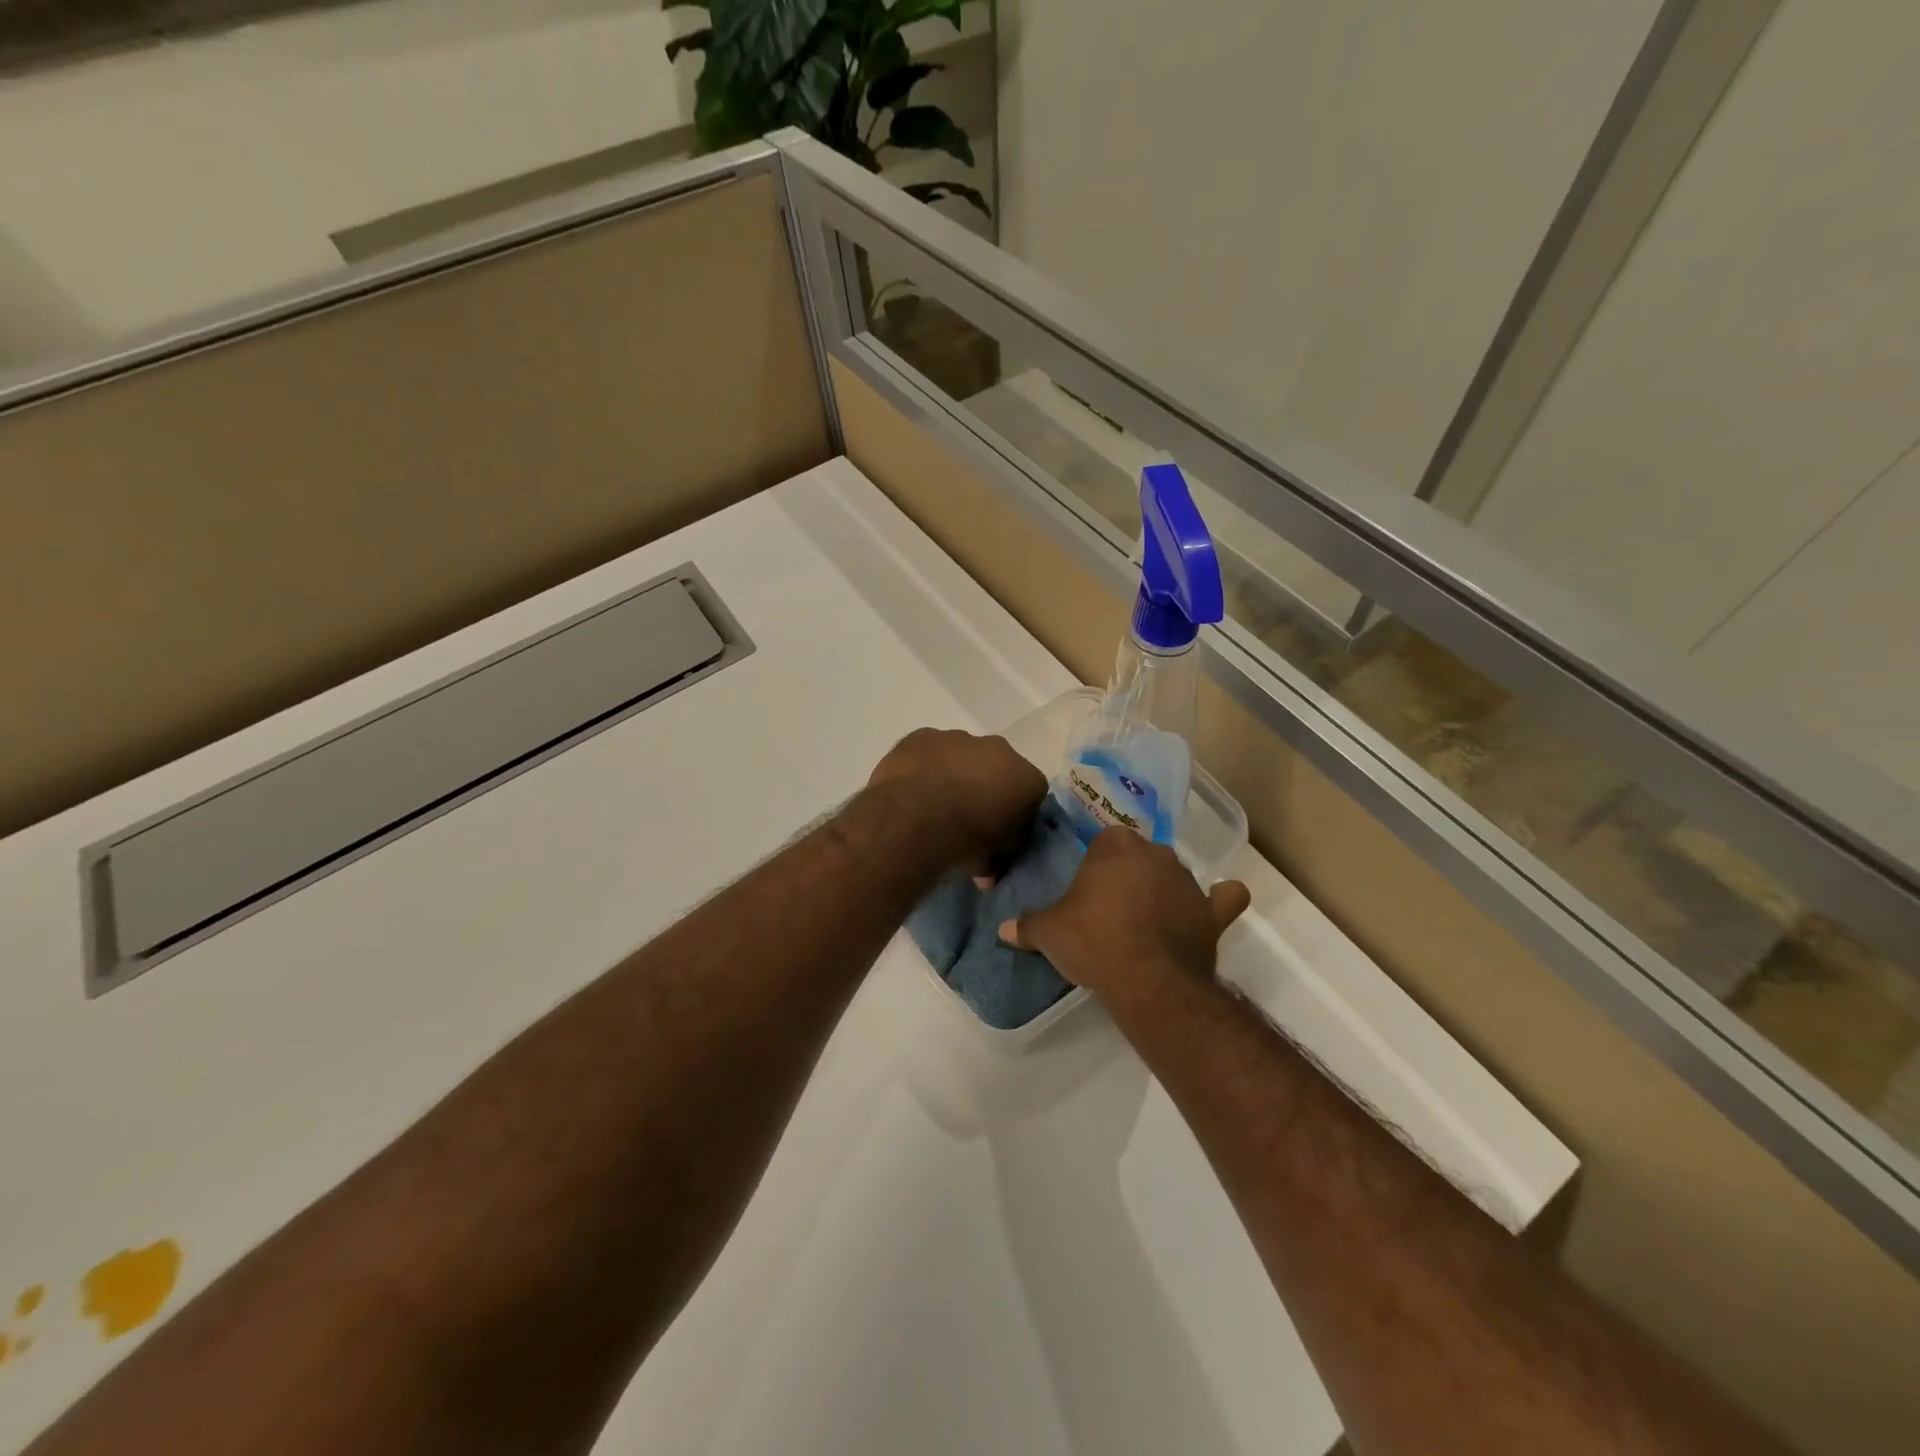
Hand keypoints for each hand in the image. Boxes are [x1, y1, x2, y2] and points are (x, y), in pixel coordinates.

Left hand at [867, 727, 1047, 876]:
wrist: (914, 820)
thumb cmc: (965, 842)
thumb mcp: (992, 863)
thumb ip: (997, 859)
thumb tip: (987, 873)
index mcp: (1026, 779)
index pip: (1031, 794)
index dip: (1016, 814)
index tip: (999, 833)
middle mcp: (999, 750)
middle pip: (997, 767)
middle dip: (986, 787)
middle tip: (966, 817)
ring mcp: (958, 738)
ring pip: (961, 755)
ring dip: (953, 774)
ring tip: (932, 806)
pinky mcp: (922, 735)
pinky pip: (928, 751)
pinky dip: (923, 766)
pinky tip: (909, 790)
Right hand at [999, 827, 1249, 1002]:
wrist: (1147, 980)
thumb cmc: (1093, 942)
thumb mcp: (1049, 933)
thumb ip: (1027, 926)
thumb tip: (1003, 929)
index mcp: (1116, 846)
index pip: (1105, 840)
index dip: (1096, 864)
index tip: (1087, 890)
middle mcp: (1156, 853)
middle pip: (1141, 855)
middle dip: (1129, 874)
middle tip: (1110, 908)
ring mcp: (1188, 881)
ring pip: (1174, 875)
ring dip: (1163, 890)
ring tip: (1146, 922)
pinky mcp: (1211, 912)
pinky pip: (1223, 898)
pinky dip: (1220, 900)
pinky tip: (1213, 906)